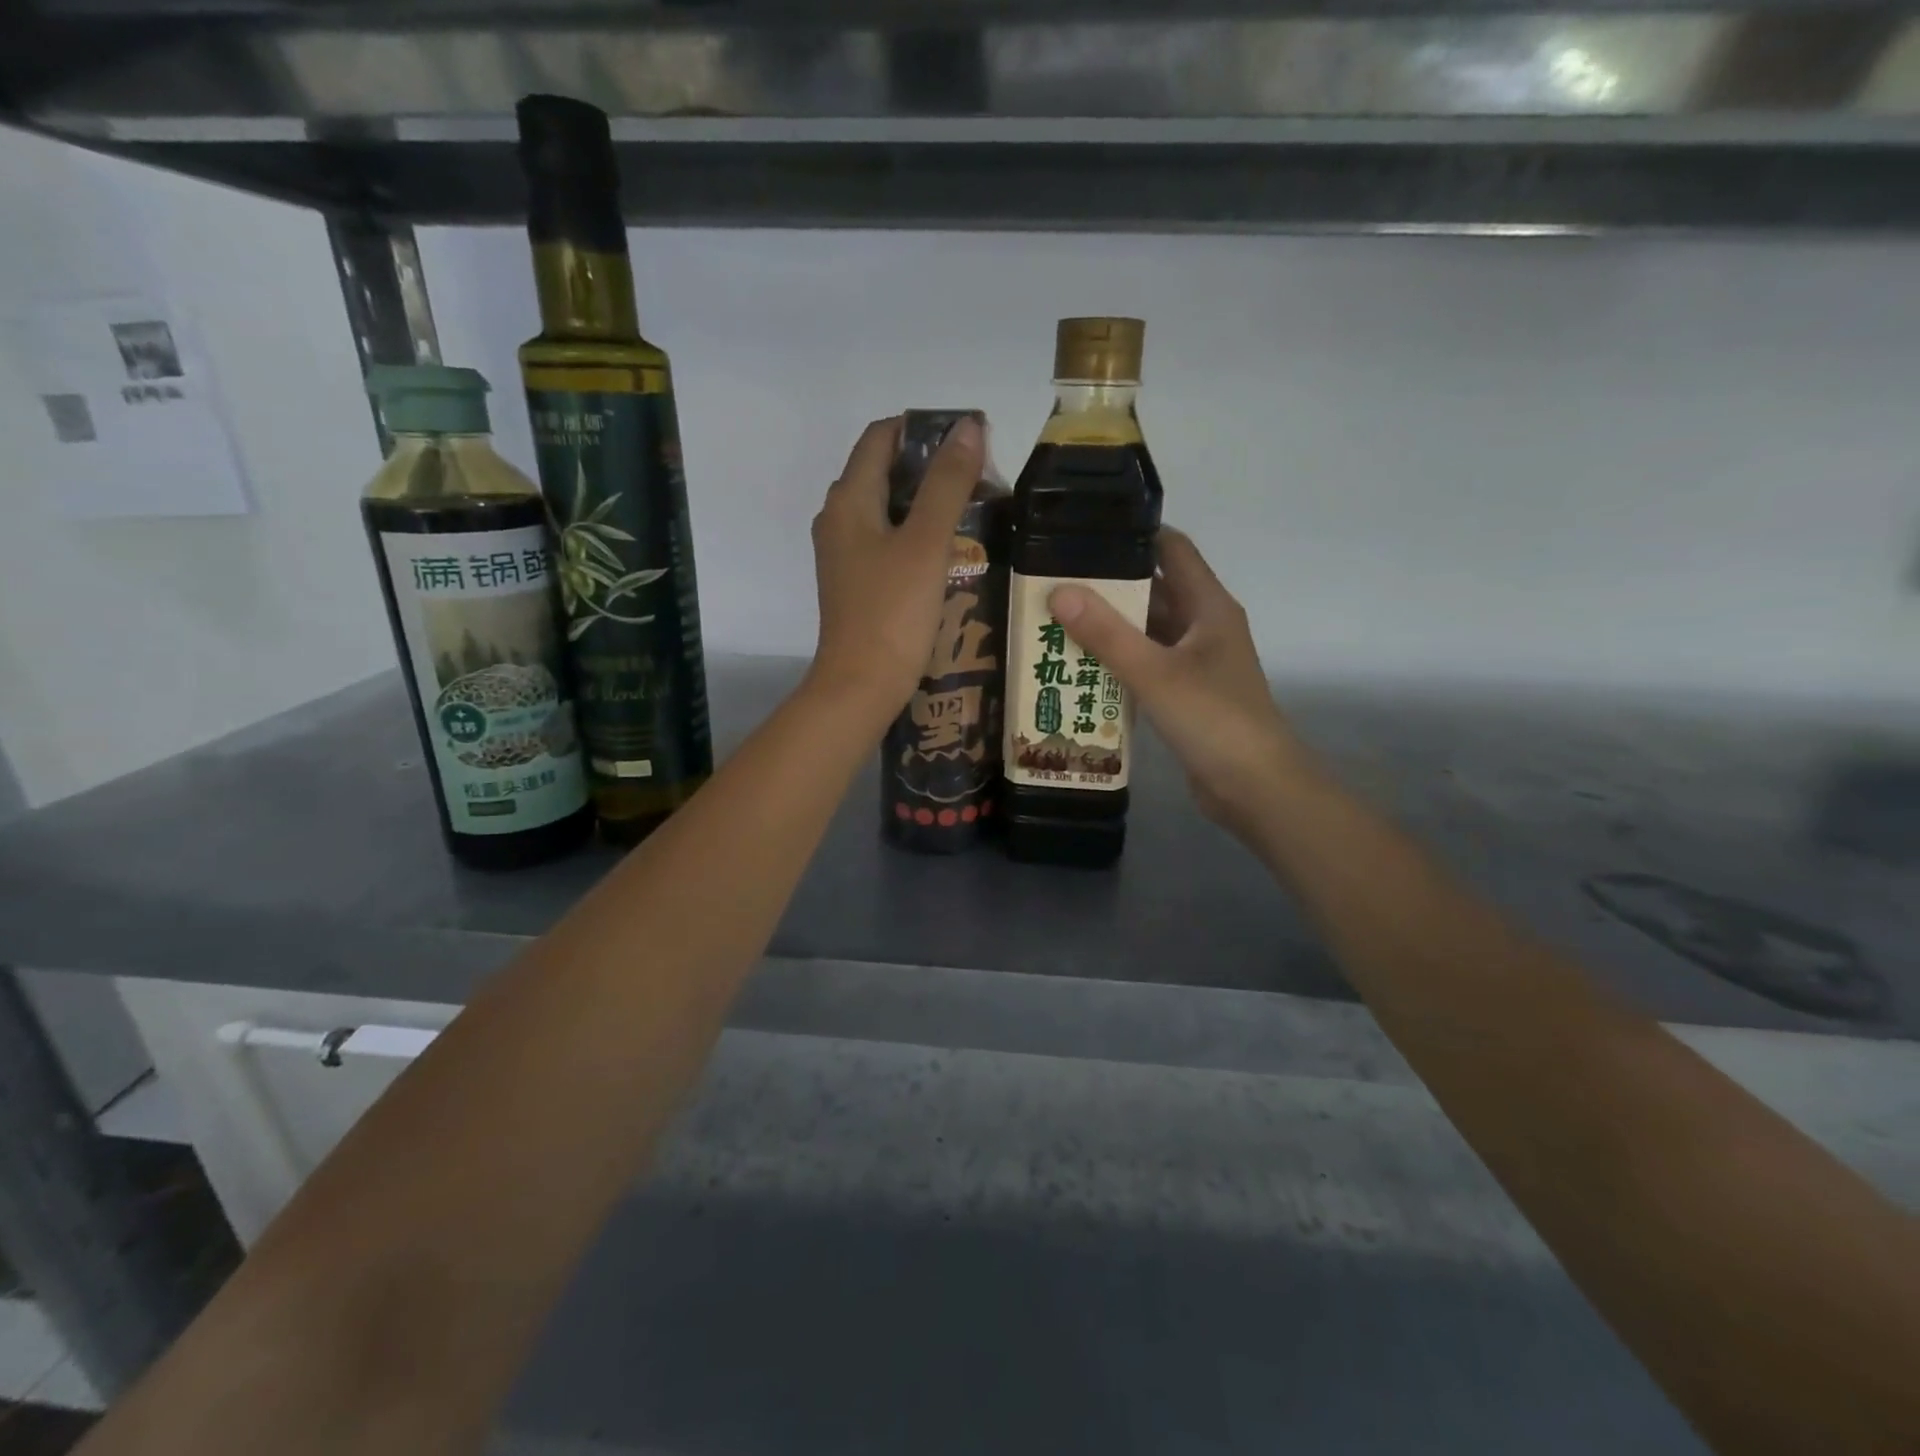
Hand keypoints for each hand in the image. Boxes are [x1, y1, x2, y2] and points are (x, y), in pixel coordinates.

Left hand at [807, 415, 984, 724]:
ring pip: (886, 509)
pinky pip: (886, 541)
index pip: (881, 437)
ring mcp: (844, 554)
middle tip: (978, 478)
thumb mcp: (926, 542)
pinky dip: (914, 534)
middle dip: (929, 467)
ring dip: (924, 503)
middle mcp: (838, 519)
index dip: (923, 430)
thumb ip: (947, 484)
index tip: (969, 439)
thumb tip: (967, 426)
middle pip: (883, 471)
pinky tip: (947, 551)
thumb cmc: (893, 611)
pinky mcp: (856, 583)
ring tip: (971, 511)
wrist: (861, 685)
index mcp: (848, 500)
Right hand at [1050, 530, 1313, 835]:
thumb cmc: (1213, 720)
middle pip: (1153, 591)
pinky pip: (1145, 665)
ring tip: (1053, 619)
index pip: (1172, 550)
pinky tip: (1077, 666)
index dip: (1132, 535)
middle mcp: (1203, 626)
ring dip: (1107, 627)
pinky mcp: (1184, 694)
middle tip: (1052, 581)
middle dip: (1106, 586)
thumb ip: (1106, 633)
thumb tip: (1059, 591)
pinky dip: (1116, 662)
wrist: (1255, 788)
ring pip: (1146, 631)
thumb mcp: (1155, 673)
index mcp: (1208, 607)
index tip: (1082, 531)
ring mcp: (1195, 662)